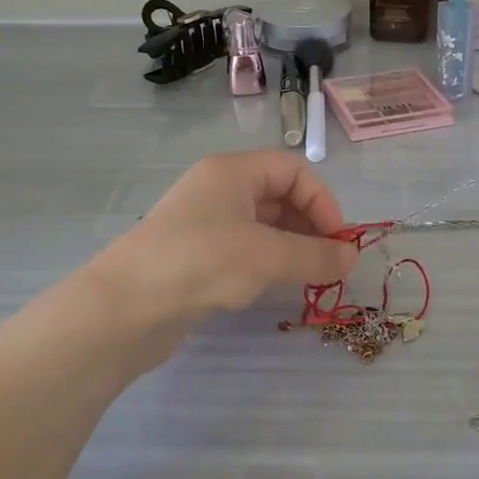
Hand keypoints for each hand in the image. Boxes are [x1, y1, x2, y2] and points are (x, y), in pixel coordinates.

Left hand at [89, 152, 360, 328]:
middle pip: (279, 196)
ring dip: (291, 246)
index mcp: (232, 172)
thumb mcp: (267, 255)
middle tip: (328, 263)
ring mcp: (204, 224)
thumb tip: (353, 258)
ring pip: (262, 225)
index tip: (336, 241)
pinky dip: (267, 262)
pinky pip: (244, 249)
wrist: (125, 308)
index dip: (322, 201)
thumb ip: (315, 255)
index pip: (293, 171)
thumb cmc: (201, 262)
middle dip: (310, 226)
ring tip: (308, 276)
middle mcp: (218, 190)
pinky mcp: (195, 256)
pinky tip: (274, 285)